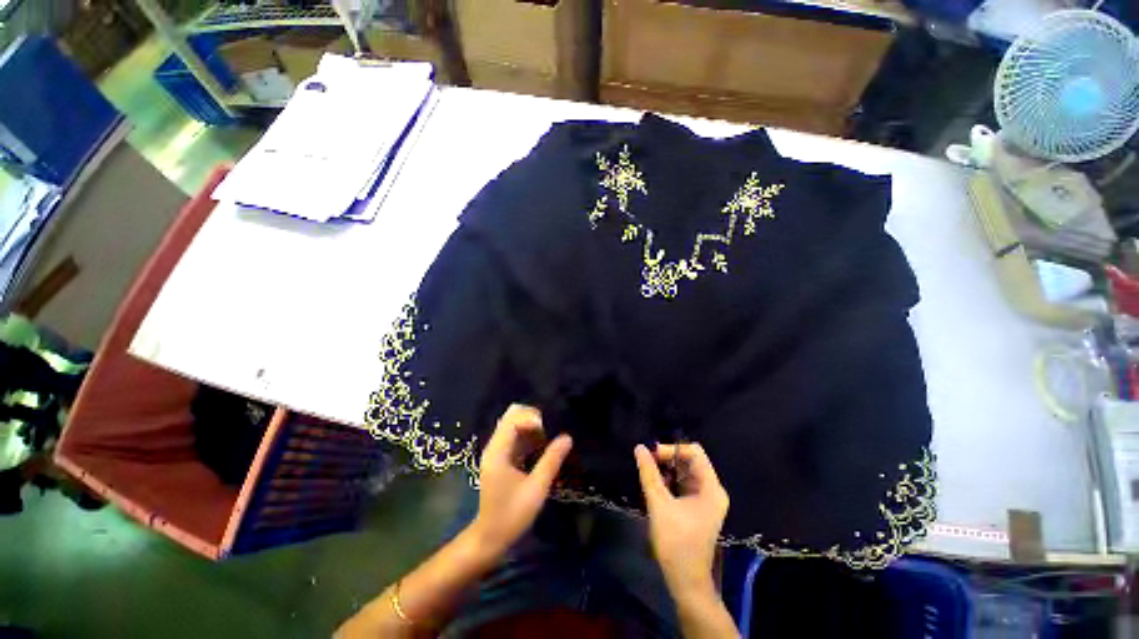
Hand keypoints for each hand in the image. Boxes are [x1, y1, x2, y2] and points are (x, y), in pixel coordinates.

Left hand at [470, 404, 572, 556]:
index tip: (548, 430)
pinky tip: (541, 446)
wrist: (490, 538)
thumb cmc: (512, 515)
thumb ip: (551, 461)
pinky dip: (528, 435)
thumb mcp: (536, 489)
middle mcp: (494, 446)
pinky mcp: (501, 457)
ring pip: (512, 424)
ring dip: (530, 426)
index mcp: (498, 451)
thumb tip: (567, 437)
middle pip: (510, 416)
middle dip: (531, 418)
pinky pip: (514, 436)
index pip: (512, 420)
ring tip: (547, 438)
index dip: (531, 419)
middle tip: (549, 431)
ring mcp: (496, 451)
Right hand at [635, 443, 729, 598]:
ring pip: (686, 472)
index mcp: (711, 488)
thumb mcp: (659, 504)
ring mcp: (707, 499)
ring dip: (667, 470)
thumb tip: (639, 447)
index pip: (694, 452)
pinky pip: (684, 484)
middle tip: (647, 463)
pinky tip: (656, 485)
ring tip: (649, 473)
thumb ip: (649, 473)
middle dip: (668, 458)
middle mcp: (712, 490)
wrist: (686, 581)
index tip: (652, 455)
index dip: (672, 449)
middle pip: (690, 460)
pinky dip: (670, 481)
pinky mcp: (698, 507)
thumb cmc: (676, 542)